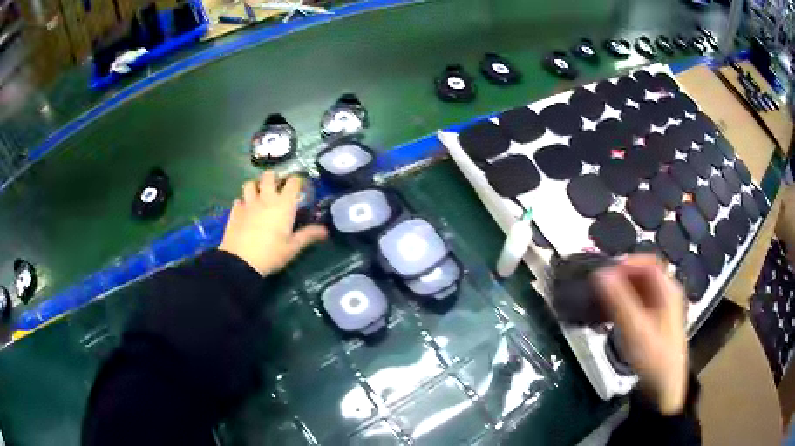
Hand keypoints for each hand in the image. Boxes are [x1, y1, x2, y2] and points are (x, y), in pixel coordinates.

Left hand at [219, 171, 327, 275]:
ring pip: (250, 184)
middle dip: (273, 177)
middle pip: (268, 176)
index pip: (293, 182)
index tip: (299, 185)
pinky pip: (238, 200)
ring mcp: (248, 203)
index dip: (297, 181)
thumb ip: (308, 235)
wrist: (241, 262)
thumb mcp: (292, 248)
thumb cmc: (271, 254)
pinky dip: (242, 201)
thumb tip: (325, 231)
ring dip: (255, 186)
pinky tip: (245, 209)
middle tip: (276, 186)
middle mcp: (266, 198)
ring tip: (258, 194)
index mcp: (284, 205)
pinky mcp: (235, 211)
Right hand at [593, 255, 687, 414]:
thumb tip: (600, 274)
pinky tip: (615, 314)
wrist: (664, 387)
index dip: (626, 263)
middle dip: (622, 276)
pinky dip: (627, 302)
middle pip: (645, 274)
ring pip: (642, 289)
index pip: (647, 263)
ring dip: (623, 289)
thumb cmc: (653, 356)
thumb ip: (619, 300)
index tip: (604, 273)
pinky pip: (641, 302)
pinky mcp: (658, 321)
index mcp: (668, 290)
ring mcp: (664, 308)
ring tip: (604, 300)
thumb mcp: (635, 329)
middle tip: (601, 286)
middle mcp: (668, 293)